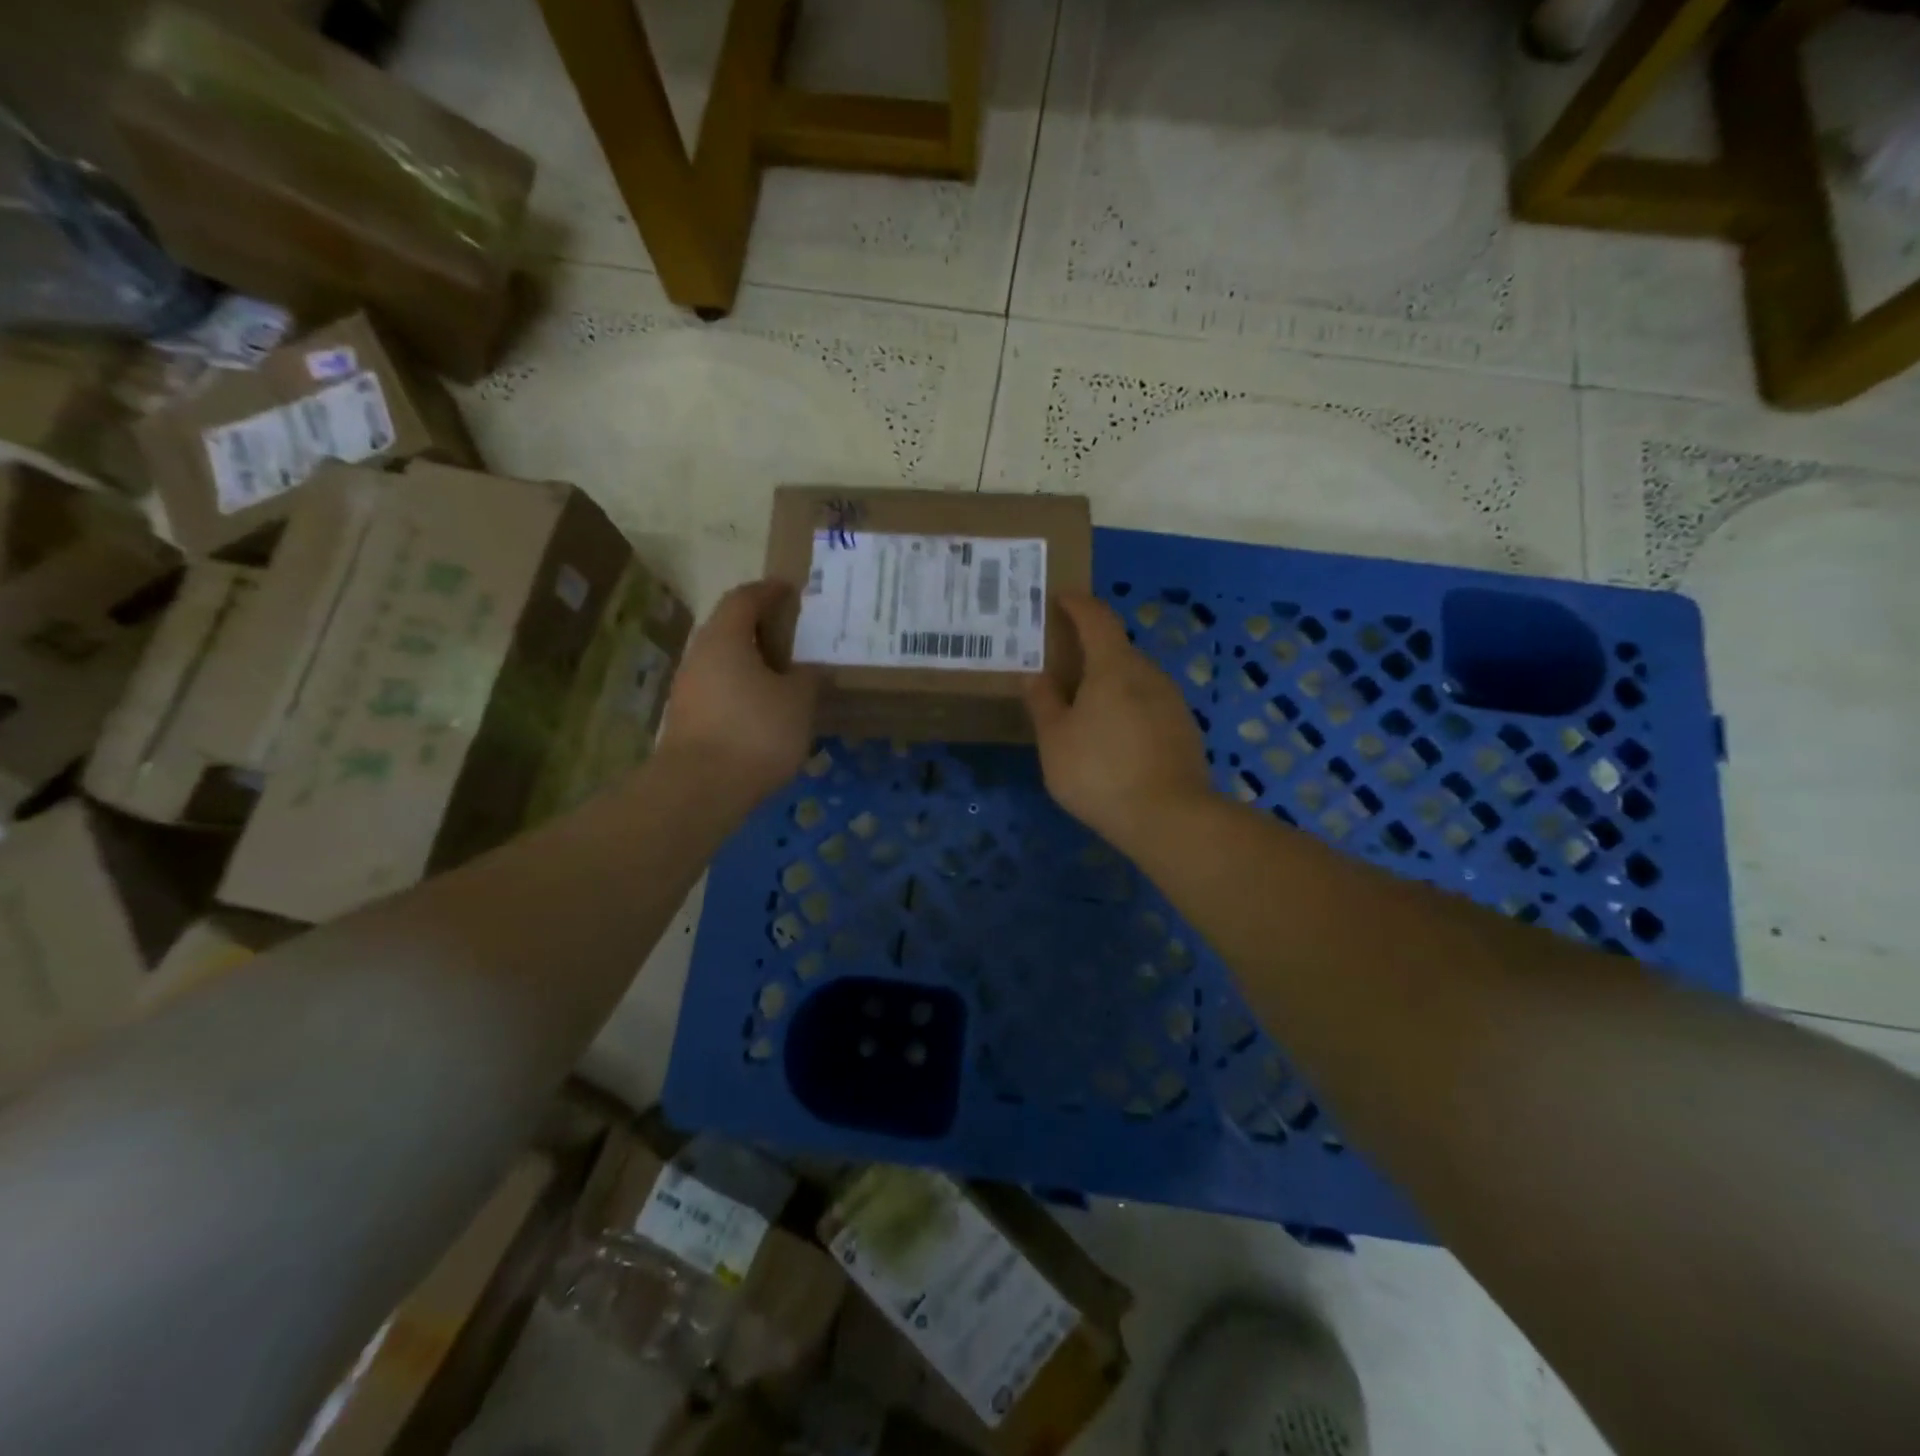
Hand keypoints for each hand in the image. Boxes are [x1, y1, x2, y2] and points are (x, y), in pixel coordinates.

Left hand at [657, 581, 817, 804]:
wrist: (701, 788)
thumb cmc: (755, 731)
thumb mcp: (798, 702)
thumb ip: (809, 678)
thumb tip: (813, 670)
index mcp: (725, 638)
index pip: (744, 598)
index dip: (768, 590)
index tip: (790, 590)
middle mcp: (700, 655)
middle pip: (729, 628)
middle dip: (759, 626)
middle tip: (792, 632)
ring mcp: (688, 688)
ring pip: (723, 661)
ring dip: (750, 660)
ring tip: (783, 672)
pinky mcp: (687, 719)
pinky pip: (719, 689)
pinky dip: (742, 688)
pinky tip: (764, 707)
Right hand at [1024, 593, 1213, 852]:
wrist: (1169, 818)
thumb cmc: (1100, 772)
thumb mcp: (1055, 740)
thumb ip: (1043, 702)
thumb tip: (1033, 675)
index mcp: (1114, 667)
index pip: (1097, 618)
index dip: (1077, 604)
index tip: (1060, 598)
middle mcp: (1148, 674)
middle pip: (1117, 649)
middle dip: (1090, 649)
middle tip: (1063, 663)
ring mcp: (1172, 702)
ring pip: (1135, 679)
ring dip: (1110, 681)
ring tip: (1084, 705)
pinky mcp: (1184, 730)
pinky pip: (1148, 704)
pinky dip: (1127, 707)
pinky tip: (1114, 736)